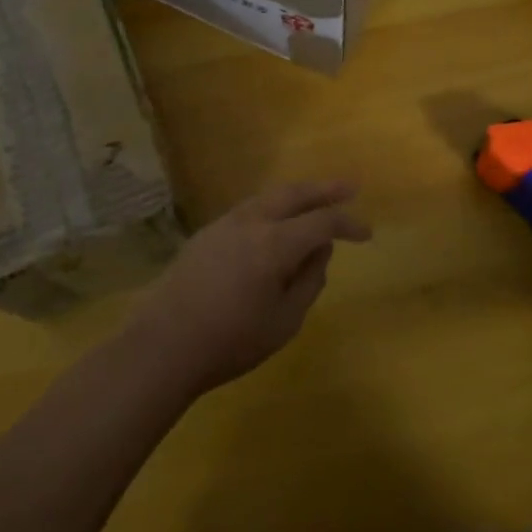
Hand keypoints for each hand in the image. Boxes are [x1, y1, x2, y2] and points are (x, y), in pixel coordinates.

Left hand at [125, 180, 371, 395]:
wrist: (164, 344)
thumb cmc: (231, 341)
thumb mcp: (284, 321)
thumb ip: (309, 281)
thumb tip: (320, 251)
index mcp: (275, 243)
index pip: (322, 222)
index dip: (348, 224)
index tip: (367, 233)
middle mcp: (251, 222)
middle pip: (293, 194)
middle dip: (324, 189)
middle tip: (349, 187)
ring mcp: (224, 224)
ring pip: (267, 198)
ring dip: (295, 196)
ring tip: (314, 201)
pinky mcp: (206, 233)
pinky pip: (248, 210)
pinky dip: (271, 209)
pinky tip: (275, 223)